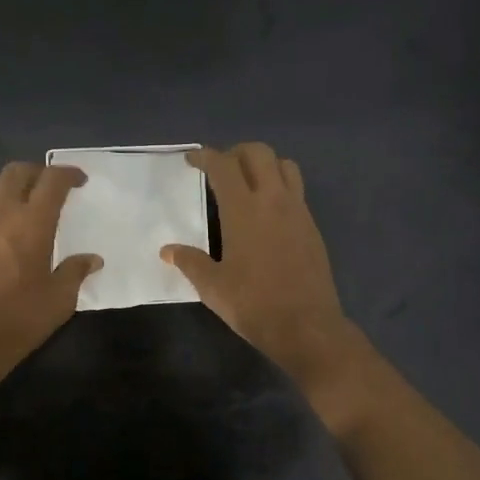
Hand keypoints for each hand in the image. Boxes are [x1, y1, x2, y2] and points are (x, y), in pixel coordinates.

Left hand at [0, 161, 101, 357]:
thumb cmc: (20, 318)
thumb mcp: (60, 299)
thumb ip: (75, 272)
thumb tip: (92, 259)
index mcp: (32, 222)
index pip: (52, 180)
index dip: (67, 173)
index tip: (79, 180)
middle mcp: (0, 213)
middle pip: (16, 171)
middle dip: (37, 171)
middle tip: (49, 186)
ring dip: (8, 184)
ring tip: (20, 200)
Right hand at [160, 144, 361, 384]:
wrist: (307, 327)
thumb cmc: (254, 305)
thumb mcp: (213, 287)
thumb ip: (190, 262)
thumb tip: (167, 250)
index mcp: (244, 210)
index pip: (223, 165)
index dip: (205, 156)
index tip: (192, 160)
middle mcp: (273, 200)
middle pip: (259, 153)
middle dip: (236, 152)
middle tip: (220, 169)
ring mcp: (297, 211)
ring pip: (284, 165)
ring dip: (264, 164)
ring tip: (247, 183)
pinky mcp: (312, 226)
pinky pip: (296, 190)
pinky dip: (279, 186)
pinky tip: (266, 212)